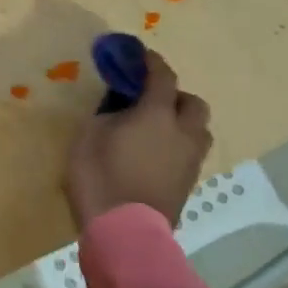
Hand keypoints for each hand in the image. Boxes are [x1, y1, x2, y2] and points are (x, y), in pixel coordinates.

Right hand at [64, 49, 212, 229]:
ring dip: (181, 123)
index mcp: (157, 115)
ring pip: (198, 131)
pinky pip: (189, 154)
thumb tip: (121, 108)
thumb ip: (109, 114)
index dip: (152, 62)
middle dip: (175, 96)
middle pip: (192, 103)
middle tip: (150, 100)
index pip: (162, 77)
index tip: (140, 54)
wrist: (124, 233)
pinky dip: (177, 146)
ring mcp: (190, 161)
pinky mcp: (188, 185)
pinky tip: (155, 154)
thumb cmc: (101, 177)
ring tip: (156, 129)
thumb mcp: (90, 135)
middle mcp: (182, 133)